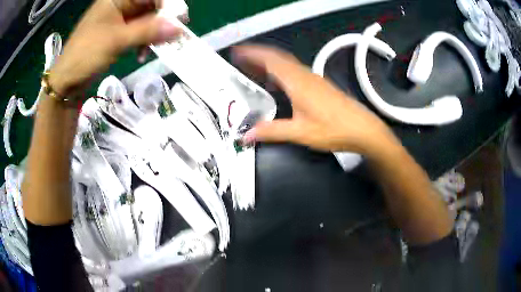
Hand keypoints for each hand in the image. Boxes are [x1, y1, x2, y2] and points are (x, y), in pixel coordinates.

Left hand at [48, 0, 180, 96]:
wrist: (67, 80)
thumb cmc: (86, 55)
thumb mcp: (117, 41)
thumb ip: (148, 31)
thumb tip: (178, 27)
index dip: (167, 5)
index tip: (180, 19)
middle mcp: (119, 5)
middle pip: (150, 6)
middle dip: (161, 20)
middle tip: (171, 35)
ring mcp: (118, 19)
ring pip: (145, 20)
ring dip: (153, 34)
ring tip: (154, 48)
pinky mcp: (117, 33)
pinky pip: (138, 32)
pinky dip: (143, 41)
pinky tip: (142, 54)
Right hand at [234, 45, 396, 155]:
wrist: (363, 129)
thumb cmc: (333, 129)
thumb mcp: (300, 132)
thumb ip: (272, 131)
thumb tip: (246, 136)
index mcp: (297, 82)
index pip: (270, 60)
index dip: (252, 54)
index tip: (237, 51)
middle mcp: (304, 75)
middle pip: (277, 57)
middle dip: (257, 55)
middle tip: (240, 59)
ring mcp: (313, 79)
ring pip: (286, 63)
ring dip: (269, 62)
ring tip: (253, 69)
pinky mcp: (319, 85)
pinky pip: (294, 71)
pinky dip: (280, 71)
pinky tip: (277, 83)